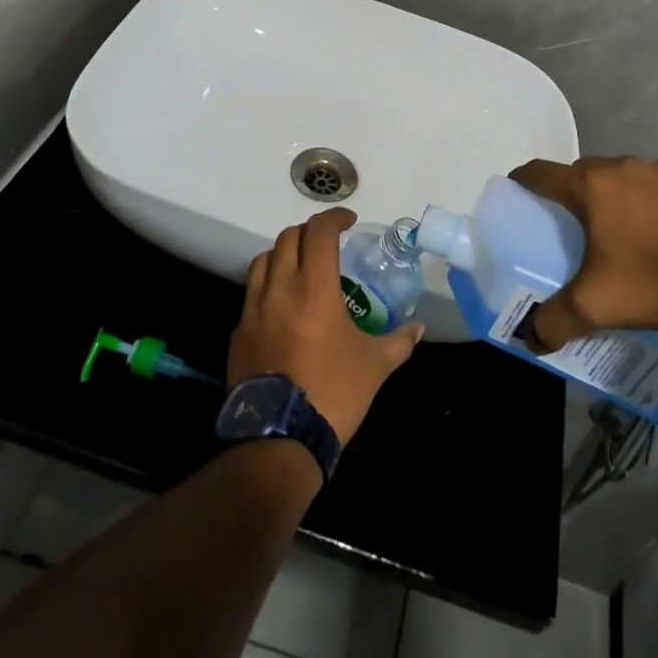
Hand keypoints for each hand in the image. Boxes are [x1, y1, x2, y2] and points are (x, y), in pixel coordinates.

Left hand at [228, 208, 423, 444]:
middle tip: (328, 243)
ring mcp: (253, 310)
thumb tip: (418, 328)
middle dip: (310, 233)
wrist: (279, 439)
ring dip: (284, 254)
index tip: (349, 221)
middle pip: (288, 238)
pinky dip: (267, 286)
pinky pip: (251, 294)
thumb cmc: (333, 393)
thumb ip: (399, 341)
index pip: (319, 232)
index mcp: (314, 289)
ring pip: (263, 260)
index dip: (334, 218)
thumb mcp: (375, 366)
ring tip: (301, 267)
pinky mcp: (239, 332)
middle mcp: (280, 289)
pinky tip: (282, 307)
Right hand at [509, 156, 657, 350]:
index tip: (518, 192)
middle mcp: (623, 167)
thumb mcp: (597, 306)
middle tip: (578, 227)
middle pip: (585, 173)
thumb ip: (556, 321)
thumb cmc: (655, 278)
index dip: (524, 180)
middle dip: (576, 195)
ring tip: (633, 234)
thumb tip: (531, 338)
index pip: (541, 173)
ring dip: (622, 197)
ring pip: (629, 177)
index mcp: (591, 187)